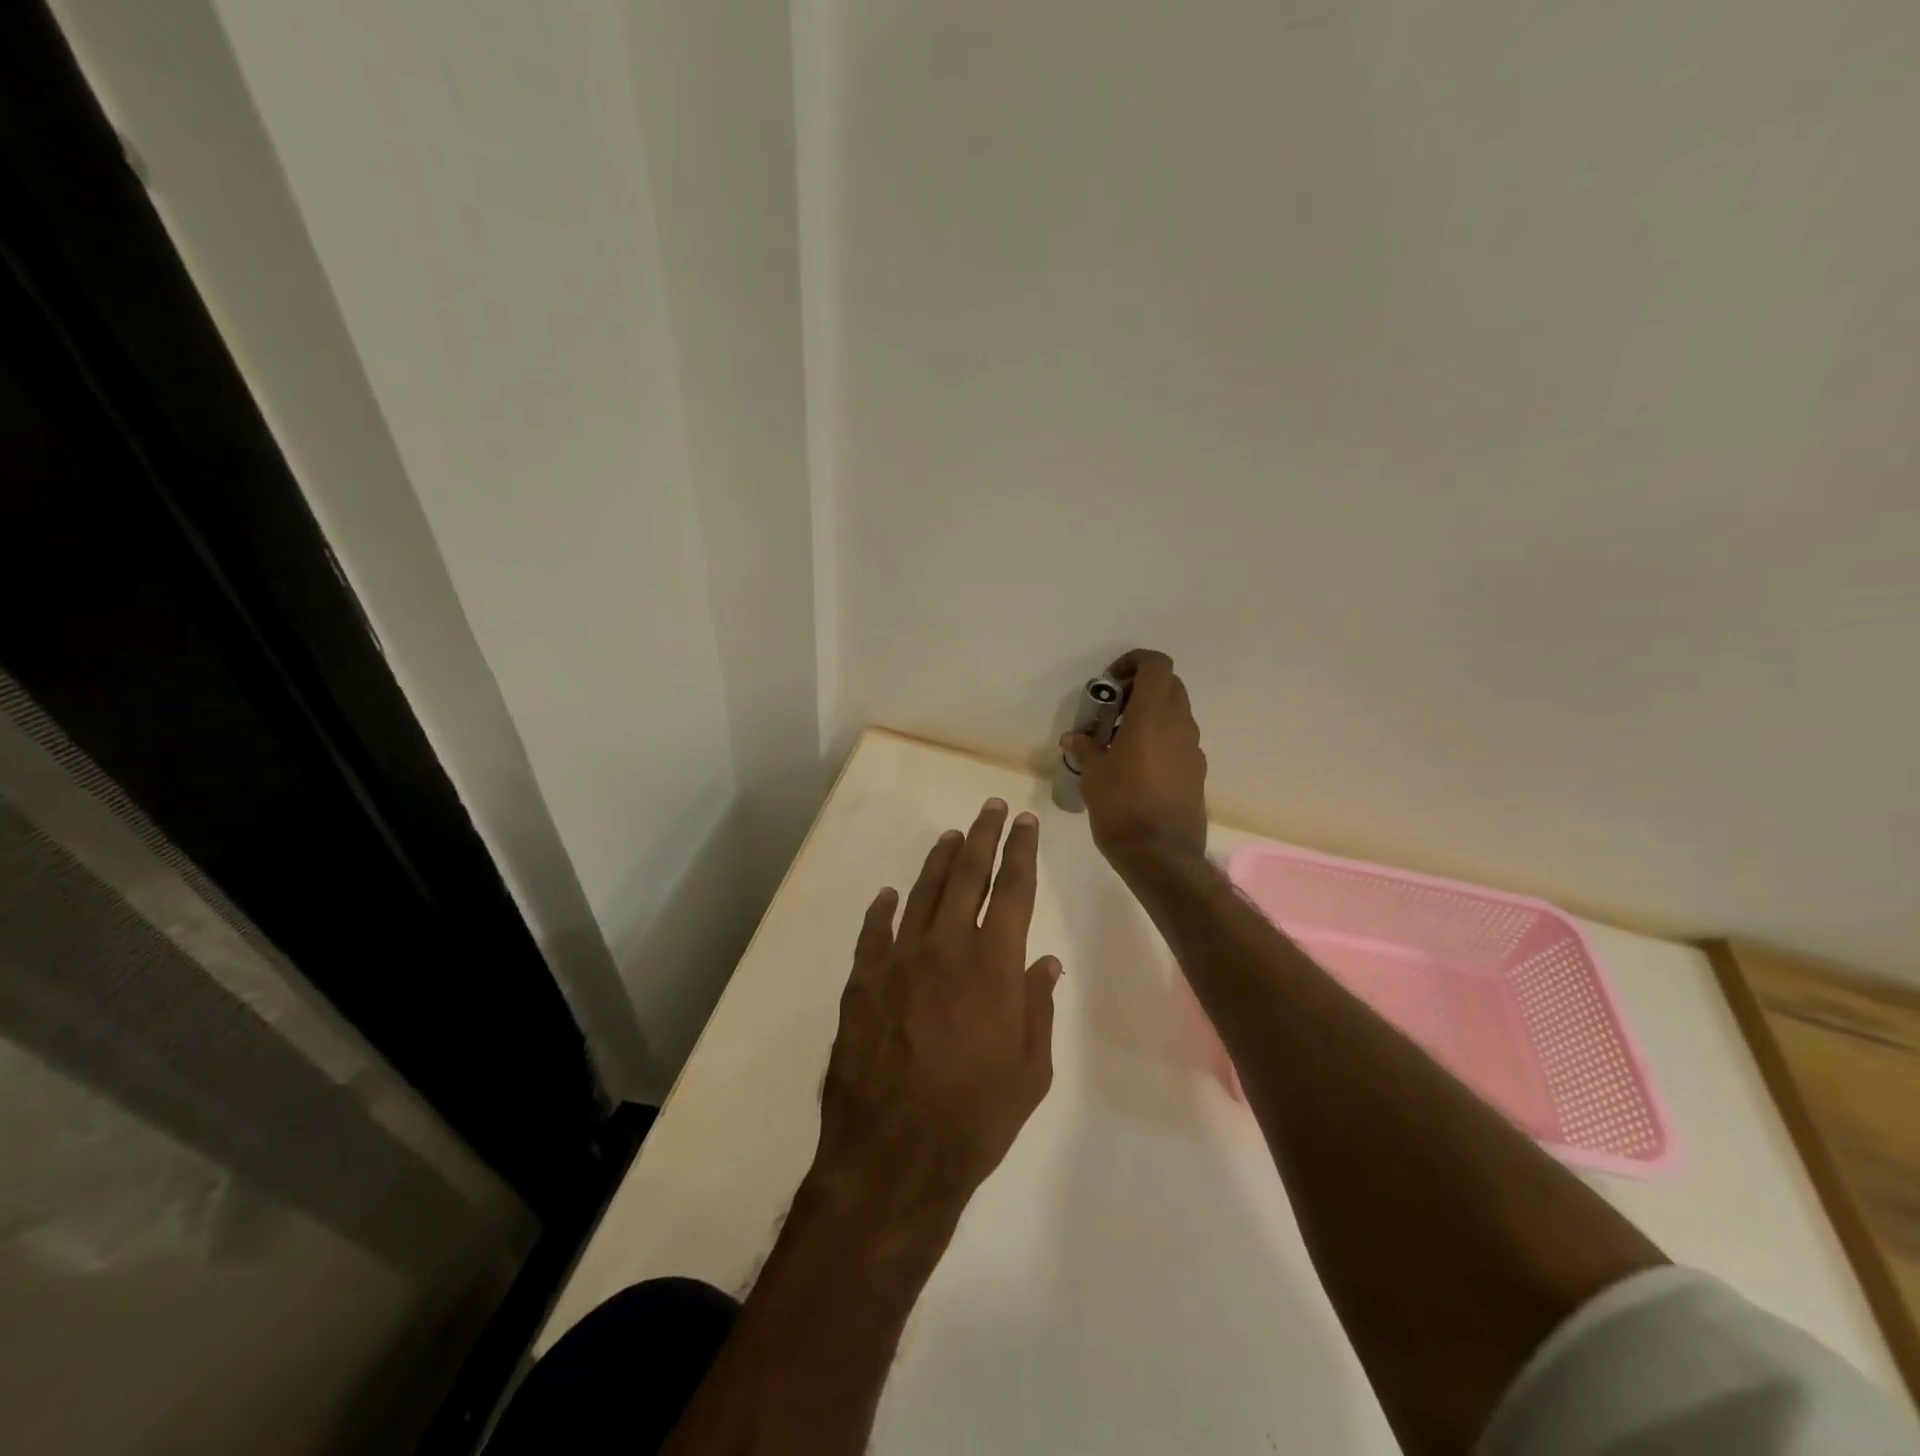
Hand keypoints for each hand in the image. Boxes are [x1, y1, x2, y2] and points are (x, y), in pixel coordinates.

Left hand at [811, 799, 1059, 1220]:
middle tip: (991, 808)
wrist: (893, 1157)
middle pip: (966, 875)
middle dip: (983, 836)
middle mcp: (945, 948)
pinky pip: (874, 931)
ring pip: (921, 893)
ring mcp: (898, 961)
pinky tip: (889, 896)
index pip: (1012, 890)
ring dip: (939, 861)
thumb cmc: (975, 1118)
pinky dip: (883, 909)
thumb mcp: (1030, 1070)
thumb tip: (1045, 961)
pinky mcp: (863, 981)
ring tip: (952, 837)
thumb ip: (1037, 1006)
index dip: (1021, 851)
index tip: (1025, 822)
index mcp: (992, 966)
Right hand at [1063, 648, 1208, 867]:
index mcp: (1152, 716)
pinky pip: (1179, 741)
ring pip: (1177, 713)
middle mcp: (1179, 725)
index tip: (1110, 683)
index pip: (1155, 665)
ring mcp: (1193, 749)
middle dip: (1141, 687)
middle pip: (1169, 685)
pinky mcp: (1197, 771)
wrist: (1162, 855)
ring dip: (1152, 714)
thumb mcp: (1093, 775)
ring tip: (1121, 739)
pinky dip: (1161, 739)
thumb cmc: (1121, 807)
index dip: (1133, 662)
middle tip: (1113, 709)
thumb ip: (1085, 749)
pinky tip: (1138, 766)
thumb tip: (1074, 738)